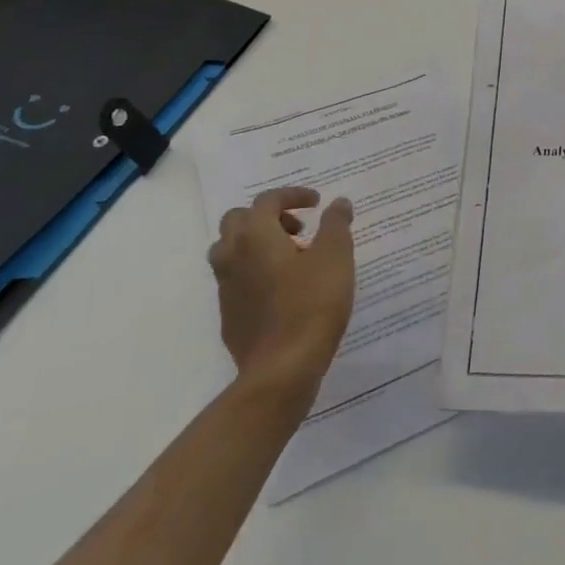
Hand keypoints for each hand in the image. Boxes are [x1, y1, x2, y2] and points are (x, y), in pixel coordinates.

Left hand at [208, 187, 354, 403]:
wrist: (282, 369)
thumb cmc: (312, 304)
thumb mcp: (336, 257)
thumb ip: (336, 224)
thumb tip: (338, 203)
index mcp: (256, 236)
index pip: (267, 200)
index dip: (292, 195)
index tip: (317, 203)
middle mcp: (233, 257)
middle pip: (238, 221)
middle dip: (268, 217)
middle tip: (299, 229)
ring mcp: (227, 289)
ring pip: (231, 252)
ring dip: (257, 245)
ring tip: (292, 258)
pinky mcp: (229, 316)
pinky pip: (236, 281)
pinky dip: (255, 273)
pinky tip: (283, 291)